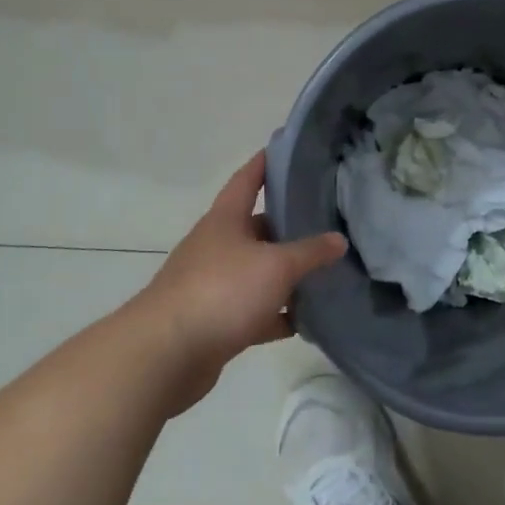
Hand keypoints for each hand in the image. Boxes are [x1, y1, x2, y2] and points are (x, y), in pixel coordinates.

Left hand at [131, 151, 346, 412]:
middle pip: (257, 228)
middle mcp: (216, 247)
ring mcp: (213, 285)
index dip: (266, 163)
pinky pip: (254, 311)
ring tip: (326, 272)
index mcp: (225, 220)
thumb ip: (310, 252)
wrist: (166, 355)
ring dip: (286, 275)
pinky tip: (305, 321)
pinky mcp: (215, 321)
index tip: (287, 150)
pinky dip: (276, 315)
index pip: (247, 179)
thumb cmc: (222, 291)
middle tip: (328, 221)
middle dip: (289, 226)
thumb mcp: (276, 266)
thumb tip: (338, 240)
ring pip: (257, 272)